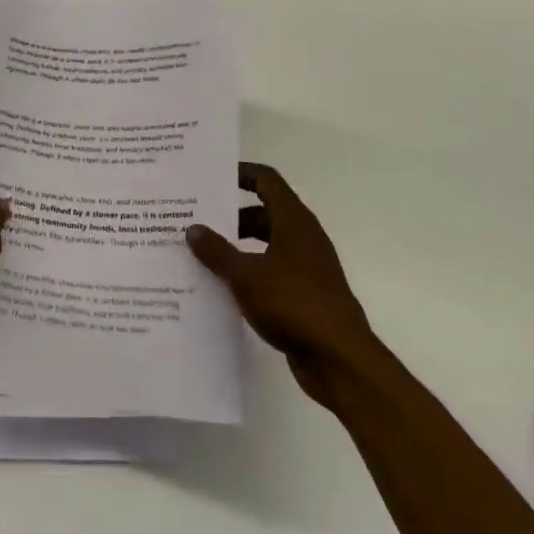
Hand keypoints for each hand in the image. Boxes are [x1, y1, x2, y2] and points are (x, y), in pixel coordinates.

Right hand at [186, 162, 375, 404]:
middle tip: (196, 220)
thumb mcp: (245, 275)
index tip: (211, 177)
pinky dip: (249, 273)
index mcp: (294, 221)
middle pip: (264, 213)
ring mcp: (307, 268)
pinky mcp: (306, 295)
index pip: (266, 181)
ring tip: (202, 255)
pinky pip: (271, 272)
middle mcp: (303, 238)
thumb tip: (193, 229)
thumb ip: (217, 251)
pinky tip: (223, 288)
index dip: (241, 173)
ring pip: (267, 245)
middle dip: (231, 216)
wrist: (340, 360)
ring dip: (238, 247)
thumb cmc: (293, 304)